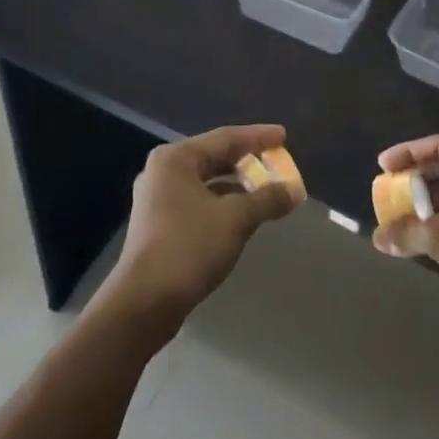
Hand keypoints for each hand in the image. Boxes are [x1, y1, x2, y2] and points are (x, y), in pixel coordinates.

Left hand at [103, 126, 301, 338]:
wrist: (144, 302)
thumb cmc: (189, 247)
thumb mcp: (235, 219)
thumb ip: (267, 200)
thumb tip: (294, 191)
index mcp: (176, 158)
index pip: (225, 138)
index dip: (258, 137)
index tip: (284, 136)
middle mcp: (163, 172)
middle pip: (214, 158)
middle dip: (248, 163)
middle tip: (277, 164)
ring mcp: (157, 199)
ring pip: (206, 183)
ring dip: (237, 187)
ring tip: (266, 191)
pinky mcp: (159, 226)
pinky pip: (198, 203)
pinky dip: (222, 205)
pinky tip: (243, 216)